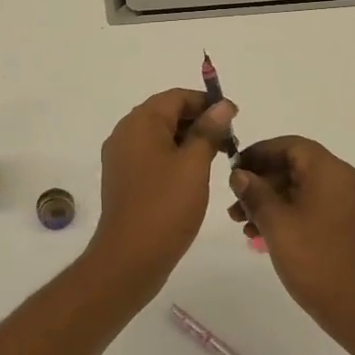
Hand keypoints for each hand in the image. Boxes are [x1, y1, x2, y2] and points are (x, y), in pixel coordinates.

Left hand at [87, 89, 237, 293]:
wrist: (129, 257)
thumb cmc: (165, 206)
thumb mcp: (195, 165)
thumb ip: (209, 131)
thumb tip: (222, 105)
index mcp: (140, 122)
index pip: (176, 97)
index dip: (206, 102)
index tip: (234, 117)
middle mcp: (125, 133)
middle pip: (166, 113)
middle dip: (198, 121)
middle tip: (229, 139)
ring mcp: (120, 157)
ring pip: (159, 135)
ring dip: (187, 140)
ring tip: (216, 156)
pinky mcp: (122, 178)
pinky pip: (150, 155)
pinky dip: (173, 156)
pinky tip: (193, 174)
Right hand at [228, 136, 354, 346]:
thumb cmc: (317, 261)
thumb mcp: (277, 224)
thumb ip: (256, 193)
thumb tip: (240, 174)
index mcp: (331, 171)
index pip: (291, 145)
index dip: (259, 152)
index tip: (233, 169)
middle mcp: (345, 180)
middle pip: (297, 166)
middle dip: (262, 182)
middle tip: (234, 204)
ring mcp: (350, 204)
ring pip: (303, 189)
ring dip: (272, 201)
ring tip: (243, 225)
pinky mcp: (350, 226)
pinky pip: (314, 207)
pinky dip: (289, 214)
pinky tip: (265, 236)